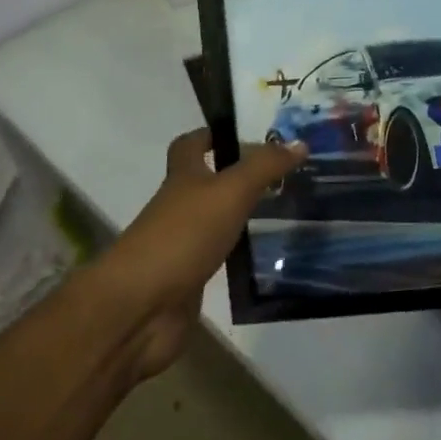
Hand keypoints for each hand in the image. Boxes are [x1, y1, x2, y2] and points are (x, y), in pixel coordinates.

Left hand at [111, 129, 305, 379]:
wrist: (141, 308)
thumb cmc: (182, 236)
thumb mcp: (229, 192)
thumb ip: (264, 167)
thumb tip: (299, 142)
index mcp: (183, 178)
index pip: (191, 145)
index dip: (212, 134)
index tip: (247, 131)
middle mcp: (181, 206)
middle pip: (209, 182)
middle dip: (241, 175)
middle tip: (286, 171)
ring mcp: (184, 243)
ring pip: (219, 219)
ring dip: (246, 213)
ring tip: (290, 208)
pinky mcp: (192, 277)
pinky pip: (223, 256)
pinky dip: (243, 251)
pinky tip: (272, 252)